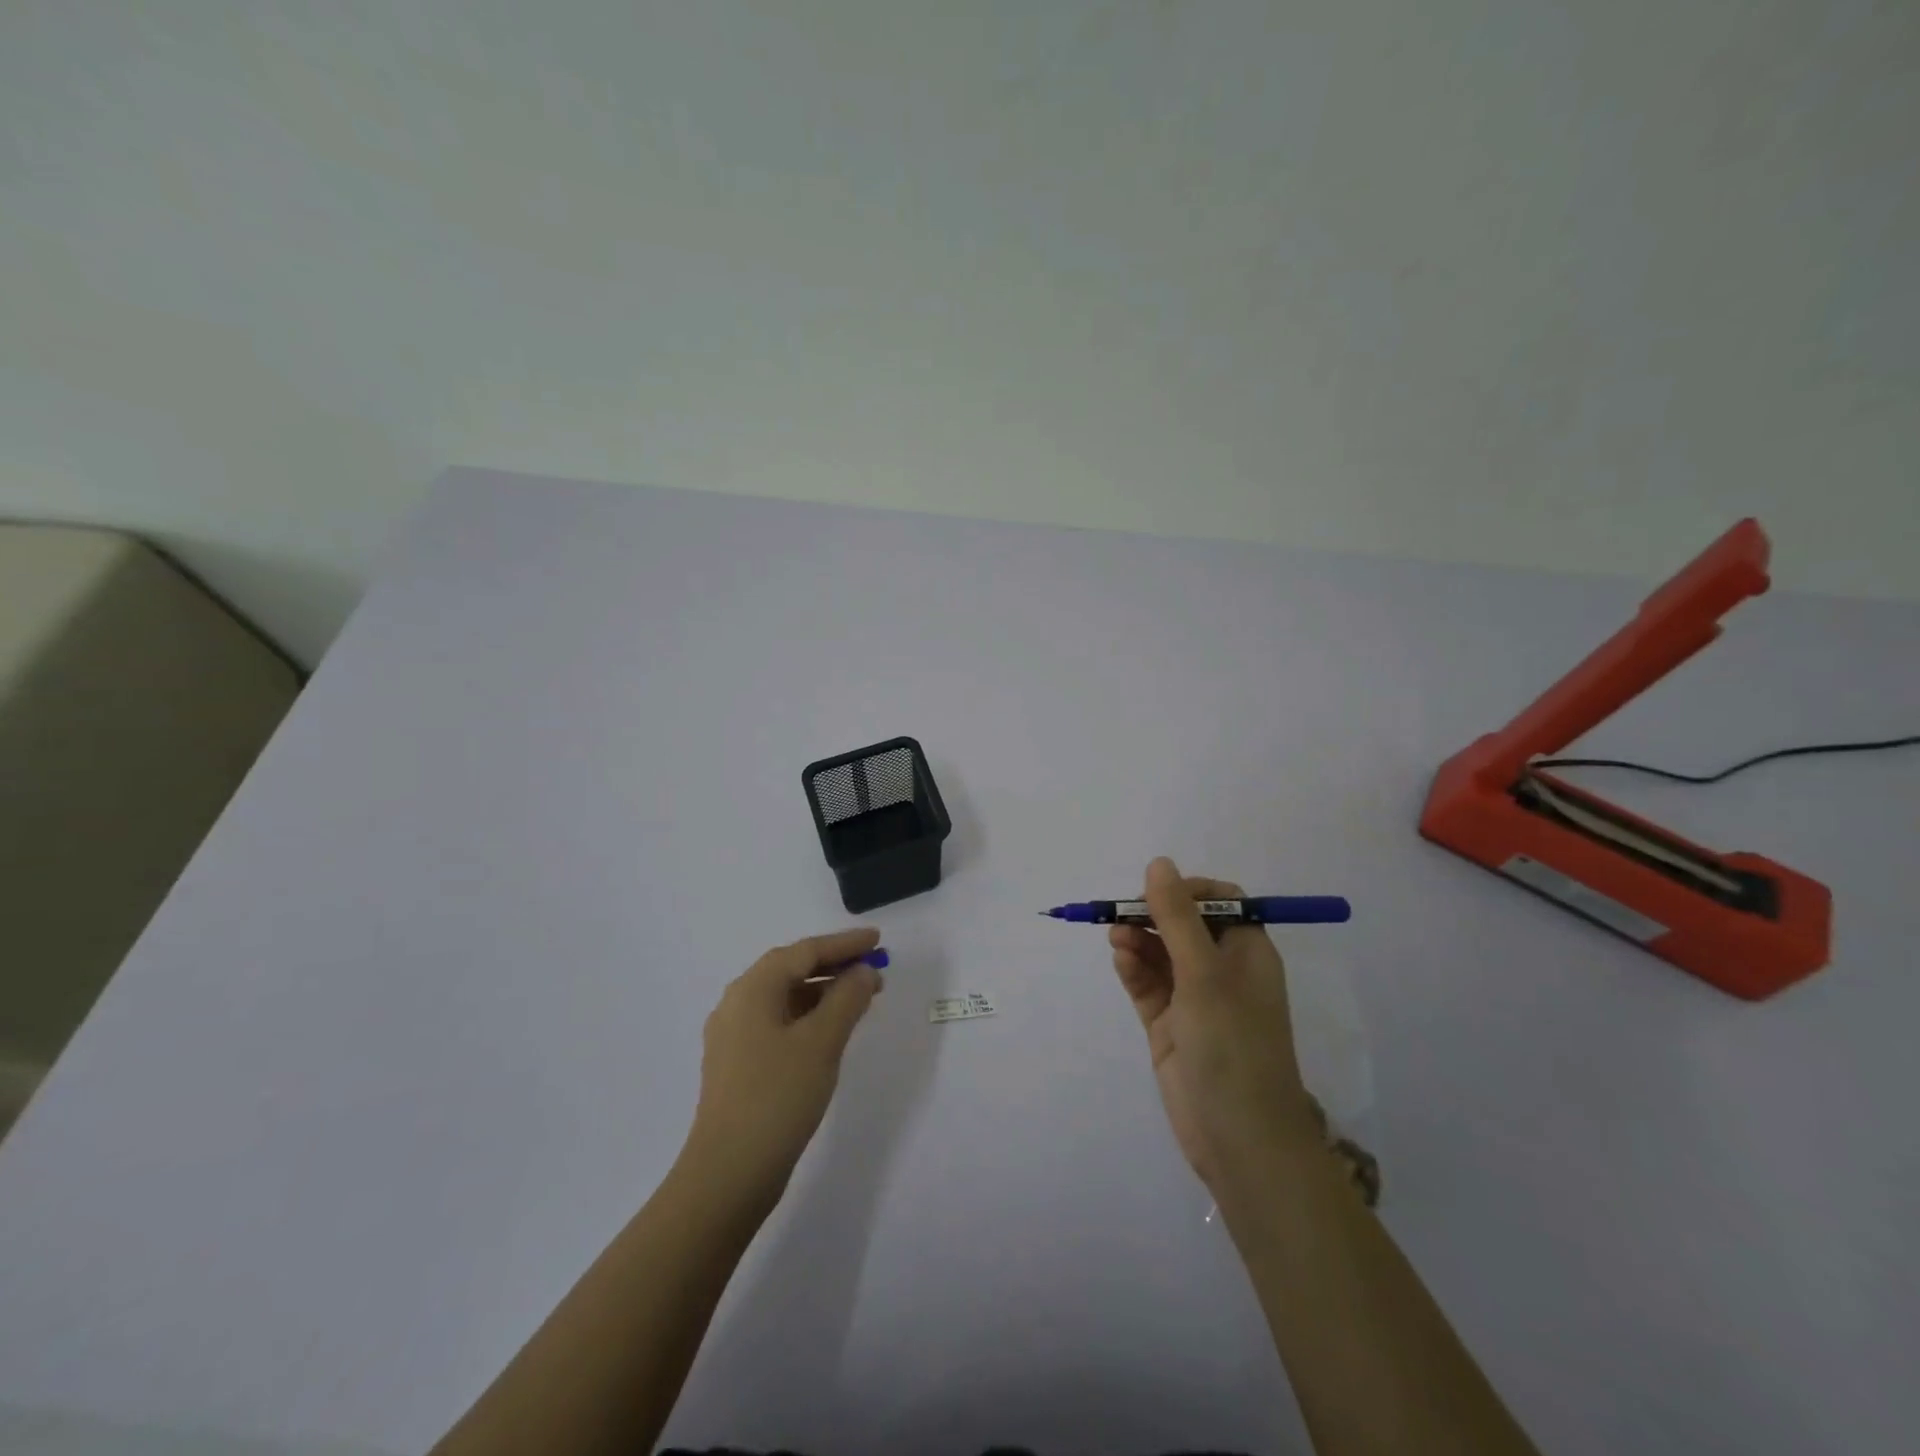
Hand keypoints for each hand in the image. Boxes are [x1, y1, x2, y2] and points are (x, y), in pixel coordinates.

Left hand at [680, 928, 883, 1216]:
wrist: (728, 1174)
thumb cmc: (778, 1097)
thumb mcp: (822, 1042)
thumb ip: (847, 998)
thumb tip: (863, 972)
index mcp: (752, 989)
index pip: (804, 951)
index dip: (844, 944)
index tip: (877, 940)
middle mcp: (737, 1003)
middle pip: (791, 970)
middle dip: (834, 966)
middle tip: (874, 970)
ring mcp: (734, 1036)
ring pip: (785, 998)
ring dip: (823, 992)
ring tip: (861, 1000)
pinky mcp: (738, 1064)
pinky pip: (779, 1022)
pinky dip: (808, 1017)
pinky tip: (831, 1031)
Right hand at [1109, 857, 1318, 1191]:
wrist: (1239, 1138)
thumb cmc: (1232, 1043)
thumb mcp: (1204, 972)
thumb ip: (1177, 917)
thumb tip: (1158, 863)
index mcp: (1247, 953)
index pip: (1221, 902)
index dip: (1188, 891)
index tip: (1157, 894)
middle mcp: (1222, 971)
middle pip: (1183, 925)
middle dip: (1153, 915)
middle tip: (1123, 915)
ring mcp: (1194, 1000)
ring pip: (1161, 954)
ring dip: (1139, 940)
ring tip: (1116, 938)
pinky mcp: (1170, 1027)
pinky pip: (1148, 985)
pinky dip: (1134, 969)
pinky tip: (1120, 959)